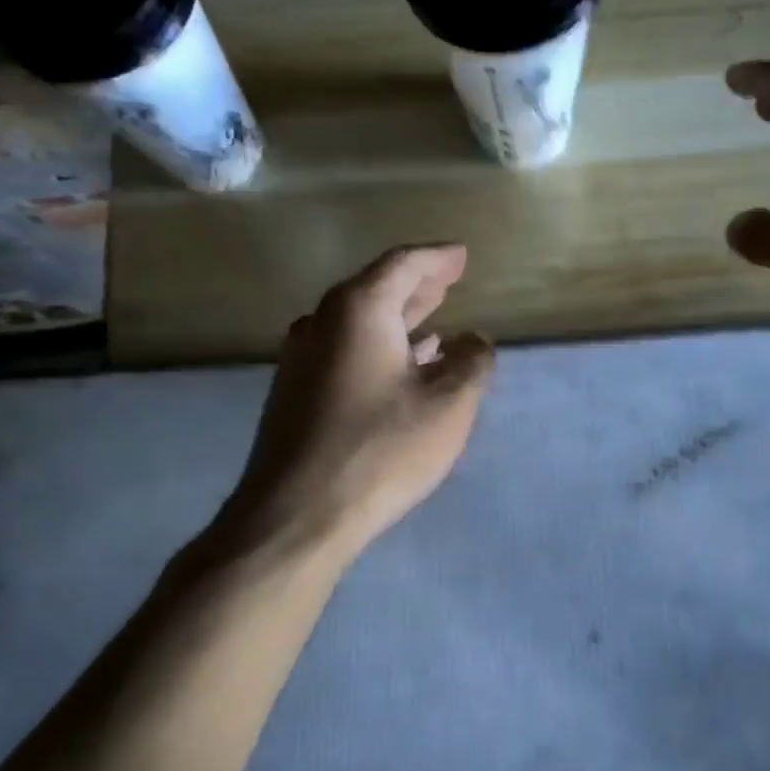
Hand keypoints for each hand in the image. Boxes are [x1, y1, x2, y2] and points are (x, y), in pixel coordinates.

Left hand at [216, 245, 494, 565]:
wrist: (296, 515)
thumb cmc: (381, 449)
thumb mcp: (449, 404)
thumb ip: (472, 363)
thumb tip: (474, 341)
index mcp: (358, 310)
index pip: (403, 264)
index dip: (438, 258)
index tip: (462, 255)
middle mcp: (322, 323)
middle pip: (376, 289)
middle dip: (417, 285)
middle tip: (449, 280)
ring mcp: (301, 360)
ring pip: (359, 323)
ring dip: (398, 319)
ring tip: (434, 322)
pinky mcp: (295, 394)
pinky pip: (345, 352)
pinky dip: (379, 348)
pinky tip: (402, 368)